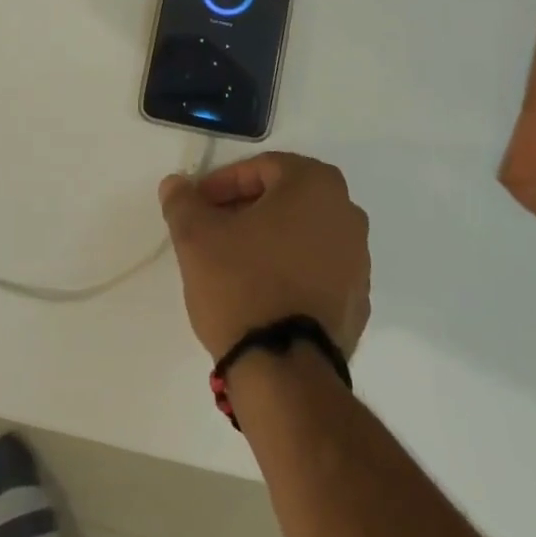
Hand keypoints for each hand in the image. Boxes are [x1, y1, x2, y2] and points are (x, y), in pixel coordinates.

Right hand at [159, 152, 370, 360]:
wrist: (285, 368)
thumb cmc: (242, 284)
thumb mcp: (196, 237)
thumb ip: (183, 202)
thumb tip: (176, 184)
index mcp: (316, 185)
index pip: (262, 168)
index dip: (223, 183)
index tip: (198, 206)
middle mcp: (347, 213)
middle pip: (286, 198)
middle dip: (246, 208)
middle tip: (212, 228)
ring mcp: (359, 260)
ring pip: (304, 233)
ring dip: (270, 238)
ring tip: (233, 262)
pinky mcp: (357, 300)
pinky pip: (318, 269)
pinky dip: (291, 269)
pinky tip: (262, 292)